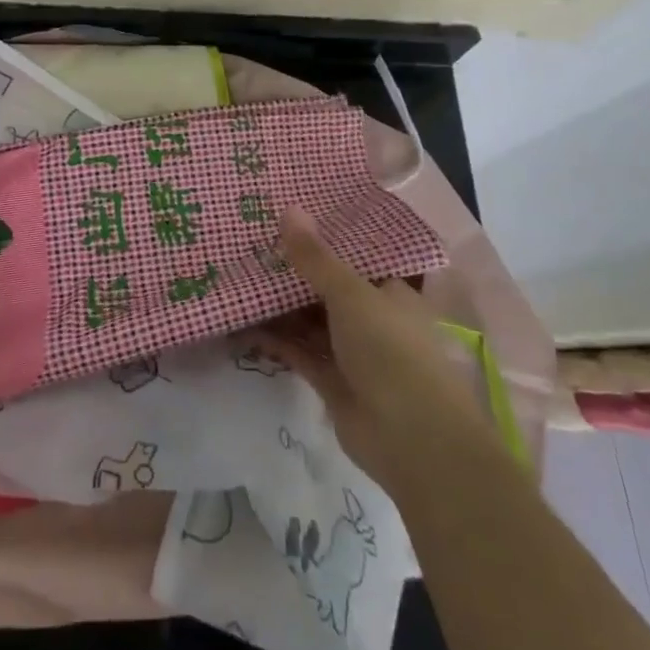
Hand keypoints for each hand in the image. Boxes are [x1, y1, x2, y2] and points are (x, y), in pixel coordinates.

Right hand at [261, 209, 481, 487]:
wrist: (412, 441)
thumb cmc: (391, 351)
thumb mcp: (351, 294)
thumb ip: (315, 257)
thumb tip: (288, 209)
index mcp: (389, 291)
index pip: (354, 256)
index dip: (322, 237)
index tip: (285, 215)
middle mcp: (372, 317)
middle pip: (326, 287)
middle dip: (292, 270)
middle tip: (249, 242)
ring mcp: (351, 351)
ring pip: (308, 319)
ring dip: (278, 304)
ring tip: (236, 275)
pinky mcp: (331, 380)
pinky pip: (297, 350)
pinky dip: (272, 337)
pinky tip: (239, 321)